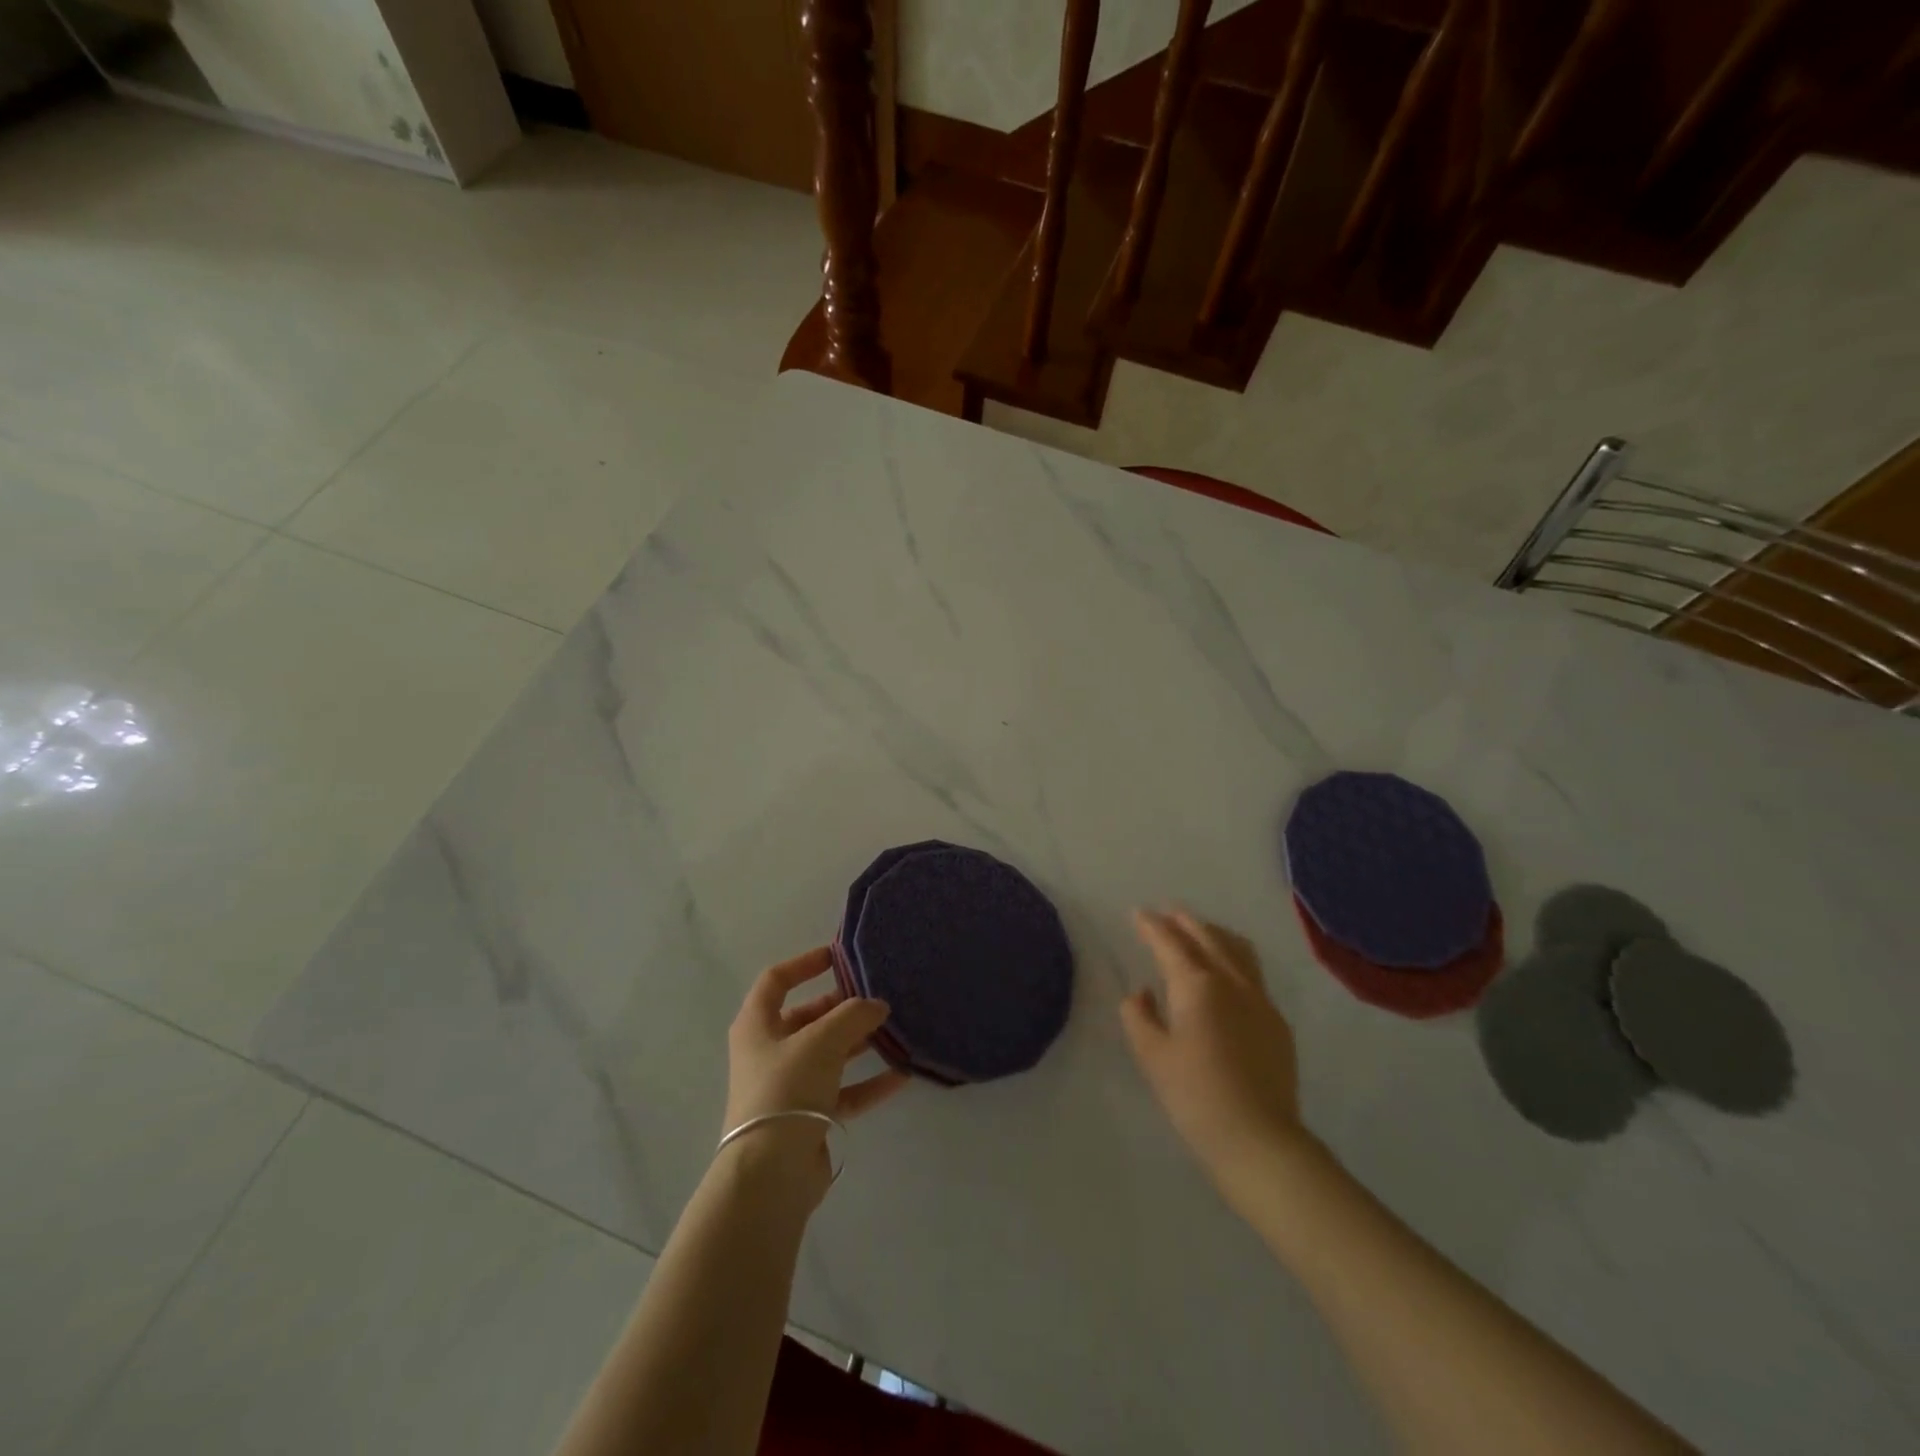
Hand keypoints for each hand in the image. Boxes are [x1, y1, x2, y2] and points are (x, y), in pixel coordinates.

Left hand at [723, 947, 908, 1202]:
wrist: (771, 1173)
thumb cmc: (787, 1089)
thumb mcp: (822, 1040)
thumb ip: (853, 1015)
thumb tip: (877, 1005)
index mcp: (757, 1025)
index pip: (776, 981)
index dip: (805, 963)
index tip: (838, 956)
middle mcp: (769, 1052)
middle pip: (808, 1018)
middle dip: (843, 1007)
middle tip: (878, 997)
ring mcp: (788, 1086)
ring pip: (829, 1054)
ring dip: (860, 1043)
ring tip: (895, 1031)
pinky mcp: (808, 1117)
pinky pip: (843, 1091)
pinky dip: (869, 1083)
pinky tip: (902, 1074)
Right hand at [1122, 909, 1310, 1201]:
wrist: (1259, 1139)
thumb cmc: (1195, 1096)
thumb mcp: (1152, 1056)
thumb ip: (1139, 1016)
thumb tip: (1142, 994)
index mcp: (1197, 985)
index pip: (1170, 943)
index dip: (1152, 926)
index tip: (1139, 913)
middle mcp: (1232, 982)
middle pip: (1207, 937)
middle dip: (1185, 921)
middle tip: (1167, 913)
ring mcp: (1260, 1000)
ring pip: (1238, 950)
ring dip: (1214, 933)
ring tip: (1200, 931)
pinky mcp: (1277, 1022)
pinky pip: (1253, 973)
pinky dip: (1234, 957)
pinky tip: (1227, 973)